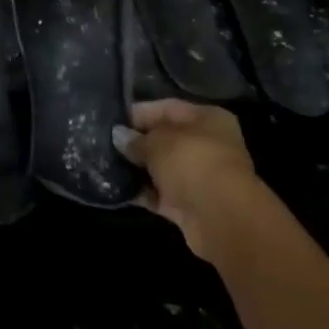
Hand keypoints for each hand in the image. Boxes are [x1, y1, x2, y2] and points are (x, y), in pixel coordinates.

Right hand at [114, 99, 261, 260]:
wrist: (221, 219)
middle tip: (106, 143)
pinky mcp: (191, 206)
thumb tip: (119, 136)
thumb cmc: (193, 163)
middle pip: (166, 139)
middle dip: (138, 143)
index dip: (140, 113)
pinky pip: (162, 195)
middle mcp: (207, 145)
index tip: (113, 119)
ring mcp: (200, 177)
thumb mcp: (158, 142)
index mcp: (208, 118)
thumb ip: (137, 140)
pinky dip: (143, 193)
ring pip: (163, 168)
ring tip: (107, 165)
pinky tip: (118, 189)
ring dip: (139, 169)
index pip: (168, 108)